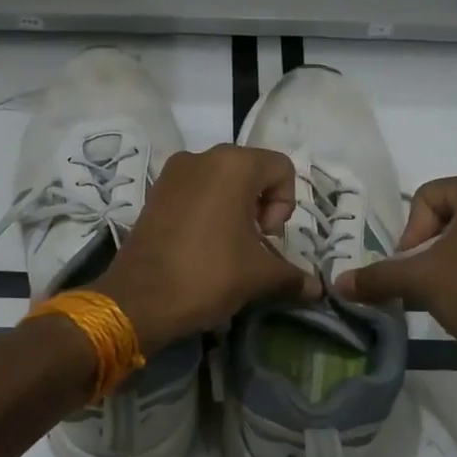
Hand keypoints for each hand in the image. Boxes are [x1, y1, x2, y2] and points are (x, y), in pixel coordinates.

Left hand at [98, 144, 317, 350]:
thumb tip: (317, 289)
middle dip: (261, 206)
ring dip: (235, 208)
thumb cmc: (208, 275)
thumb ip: (292, 275)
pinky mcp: (155, 191)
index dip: (285, 204)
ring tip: (228, 247)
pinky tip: (202, 245)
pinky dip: (208, 210)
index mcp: (234, 164)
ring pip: (222, 181)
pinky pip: (195, 190)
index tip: (267, 237)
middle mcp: (203, 157)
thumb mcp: (259, 276)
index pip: (281, 168)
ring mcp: (173, 172)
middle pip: (252, 170)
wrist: (139, 299)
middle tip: (252, 243)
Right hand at [337, 171, 456, 371]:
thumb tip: (338, 283)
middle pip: (449, 214)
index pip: (427, 198)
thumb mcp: (421, 281)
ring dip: (451, 260)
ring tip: (448, 294)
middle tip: (425, 283)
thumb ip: (377, 276)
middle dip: (429, 249)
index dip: (410, 235)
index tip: (413, 271)